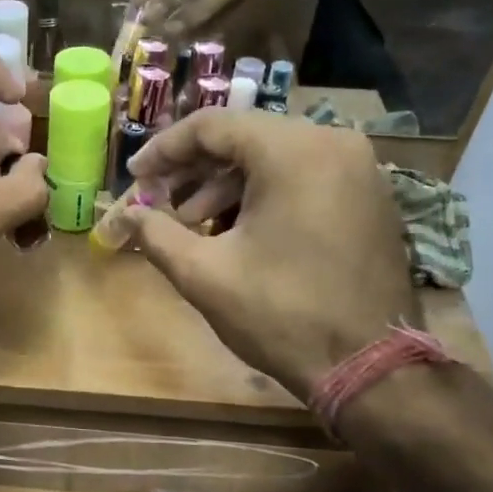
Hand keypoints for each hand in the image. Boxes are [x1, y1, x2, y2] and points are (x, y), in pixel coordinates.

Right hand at [124, 110, 414, 397]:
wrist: (369, 366)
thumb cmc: (280, 315)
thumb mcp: (205, 274)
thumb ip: (156, 234)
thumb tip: (122, 215)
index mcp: (293, 151)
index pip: (213, 126)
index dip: (164, 149)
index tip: (135, 176)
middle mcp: (333, 144)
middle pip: (246, 138)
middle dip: (194, 170)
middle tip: (159, 202)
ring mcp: (359, 170)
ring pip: (275, 159)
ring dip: (227, 186)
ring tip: (193, 225)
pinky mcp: (370, 198)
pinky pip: (304, 178)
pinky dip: (264, 196)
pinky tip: (238, 231)